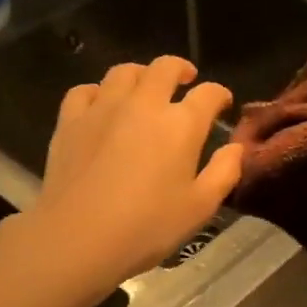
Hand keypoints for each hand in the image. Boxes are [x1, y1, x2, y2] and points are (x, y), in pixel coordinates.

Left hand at [21, 55, 242, 290]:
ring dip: (141, 75)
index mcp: (181, 125)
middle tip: (186, 81)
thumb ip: (224, 172)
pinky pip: (85, 90)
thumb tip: (235, 148)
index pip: (208, 94)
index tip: (222, 103)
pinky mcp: (70, 121)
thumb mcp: (200, 208)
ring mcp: (103, 108)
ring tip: (145, 88)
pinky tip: (102, 106)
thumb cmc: (147, 227)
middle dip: (181, 69)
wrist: (78, 238)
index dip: (219, 95)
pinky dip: (99, 92)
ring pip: (124, 72)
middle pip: (164, 68)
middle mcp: (143, 104)